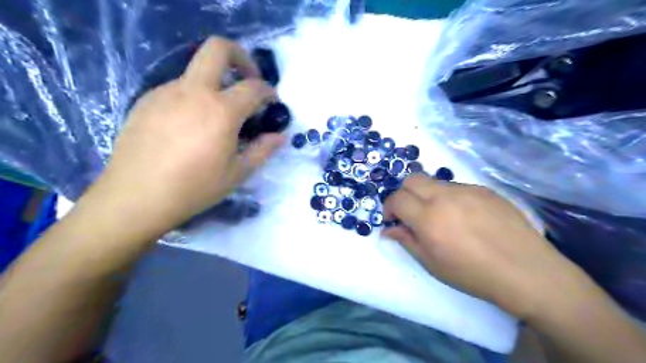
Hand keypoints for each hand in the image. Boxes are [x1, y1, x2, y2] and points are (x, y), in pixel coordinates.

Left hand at [78, 37, 284, 240]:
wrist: (135, 197)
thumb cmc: (194, 188)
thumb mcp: (237, 173)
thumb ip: (263, 150)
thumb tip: (280, 137)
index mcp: (221, 111)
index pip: (254, 87)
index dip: (268, 91)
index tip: (272, 102)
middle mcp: (193, 92)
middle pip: (218, 49)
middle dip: (240, 57)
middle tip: (248, 79)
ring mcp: (166, 92)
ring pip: (197, 71)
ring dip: (215, 84)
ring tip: (217, 116)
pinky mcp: (147, 100)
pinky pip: (178, 89)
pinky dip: (194, 97)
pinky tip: (190, 126)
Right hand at [383, 174, 580, 318]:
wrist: (527, 272)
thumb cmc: (474, 274)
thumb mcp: (432, 264)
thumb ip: (407, 241)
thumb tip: (389, 230)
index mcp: (429, 218)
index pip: (397, 198)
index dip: (389, 207)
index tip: (392, 220)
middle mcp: (445, 196)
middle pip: (412, 179)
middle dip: (404, 193)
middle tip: (410, 213)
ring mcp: (467, 190)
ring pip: (435, 182)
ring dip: (427, 195)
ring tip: (440, 217)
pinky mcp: (485, 190)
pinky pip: (457, 187)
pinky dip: (449, 197)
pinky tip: (464, 217)